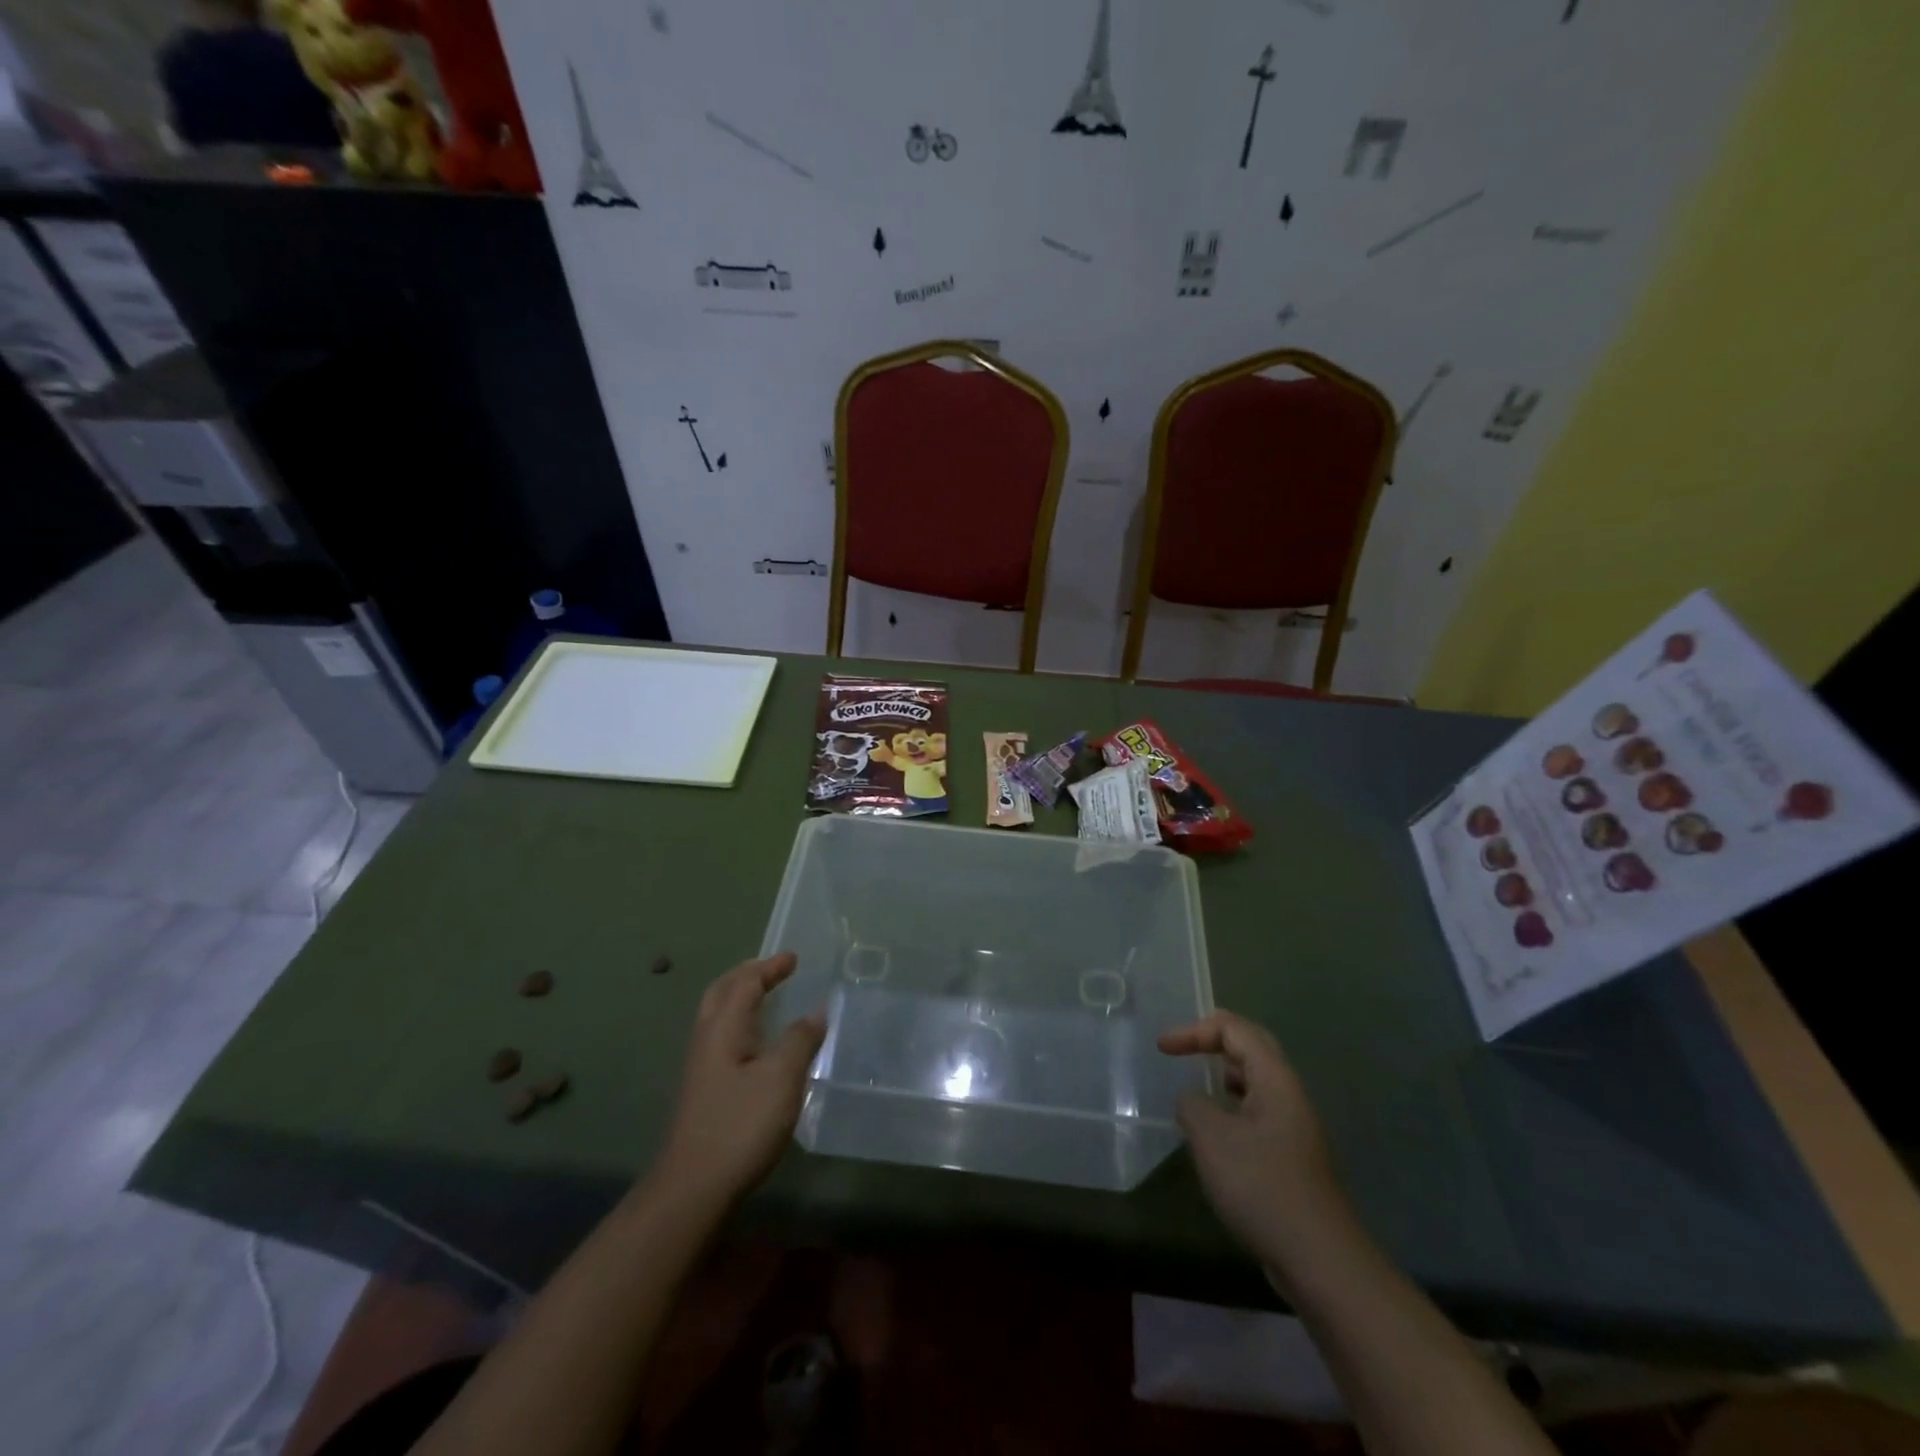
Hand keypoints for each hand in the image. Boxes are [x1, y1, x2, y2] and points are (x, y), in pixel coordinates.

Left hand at [656, 953, 825, 1209]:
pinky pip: (723, 1037)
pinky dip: (742, 1022)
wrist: (692, 1188)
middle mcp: (706, 1039)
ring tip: (768, 998)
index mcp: (723, 1027)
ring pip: (718, 1015)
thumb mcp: (782, 1078)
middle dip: (748, 975)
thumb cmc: (740, 1125)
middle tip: (775, 970)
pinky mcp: (704, 1090)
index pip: (745, 982)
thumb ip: (801, 1039)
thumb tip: (817, 1011)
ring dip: (741, 997)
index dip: (770, 967)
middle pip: (722, 992)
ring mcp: (701, 1066)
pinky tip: (758, 1044)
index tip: (793, 958)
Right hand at [1158, 1010, 1352, 1273]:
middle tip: (1181, 1046)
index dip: (1195, 1030)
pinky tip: (1215, 1132)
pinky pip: (1258, 1112)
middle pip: (1252, 1047)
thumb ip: (1192, 1104)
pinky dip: (1232, 1106)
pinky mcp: (1291, 1157)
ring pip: (1256, 1082)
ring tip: (1196, 1084)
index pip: (1234, 1029)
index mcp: (1275, 1079)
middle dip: (1214, 1040)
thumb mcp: (1211, 1138)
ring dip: (1224, 1074)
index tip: (1162, 1048)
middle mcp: (1289, 1095)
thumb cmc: (1261, 1186)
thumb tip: (1192, 1100)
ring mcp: (1294, 1127)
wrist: (1319, 1260)